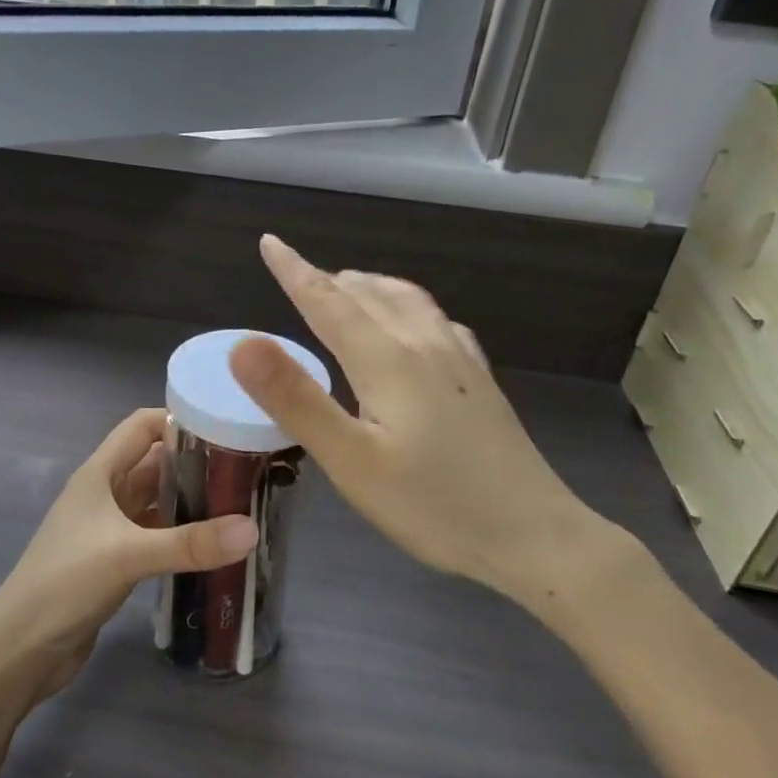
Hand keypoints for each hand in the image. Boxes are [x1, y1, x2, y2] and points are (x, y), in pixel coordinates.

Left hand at [0, 409, 258, 707]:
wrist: (20, 650)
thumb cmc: (64, 584)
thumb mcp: (128, 555)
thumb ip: (190, 543)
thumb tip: (252, 530)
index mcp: (99, 474)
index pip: (141, 427)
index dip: (179, 421)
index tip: (226, 429)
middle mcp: (104, 494)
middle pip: (154, 463)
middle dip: (195, 462)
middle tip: (246, 470)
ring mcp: (108, 529)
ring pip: (157, 500)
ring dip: (191, 500)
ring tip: (240, 503)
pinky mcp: (114, 560)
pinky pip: (155, 534)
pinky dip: (181, 534)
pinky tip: (213, 544)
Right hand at [230, 236, 637, 608]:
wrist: (534, 535)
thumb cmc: (433, 506)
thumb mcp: (351, 462)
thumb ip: (296, 400)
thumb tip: (243, 342)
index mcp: (388, 359)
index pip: (329, 302)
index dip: (295, 271)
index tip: (271, 242)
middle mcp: (424, 344)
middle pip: (368, 295)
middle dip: (328, 280)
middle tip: (295, 275)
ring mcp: (460, 360)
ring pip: (406, 300)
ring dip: (368, 287)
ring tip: (345, 288)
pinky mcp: (480, 380)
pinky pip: (436, 320)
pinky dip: (406, 306)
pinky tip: (413, 324)